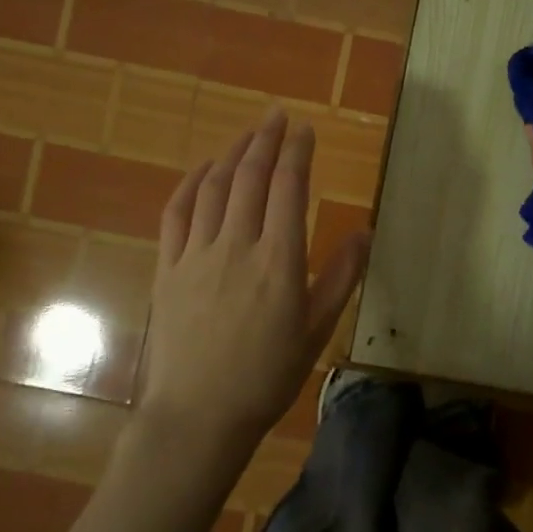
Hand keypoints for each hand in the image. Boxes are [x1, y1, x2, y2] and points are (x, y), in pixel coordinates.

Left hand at [139, 109, 368, 445]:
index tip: (305, 129)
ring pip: (215, 187)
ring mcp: (197, 254)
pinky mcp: (168, 267)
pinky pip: (177, 213)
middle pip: (251, 177)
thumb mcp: (317, 331)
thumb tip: (364, 231)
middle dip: (266, 139)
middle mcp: (237, 245)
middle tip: (277, 116)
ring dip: (232, 153)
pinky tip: (204, 169)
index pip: (289, 188)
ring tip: (248, 134)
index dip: (298, 152)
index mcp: (279, 260)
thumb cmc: (266, 377)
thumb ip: (341, 277)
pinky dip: (191, 183)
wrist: (198, 416)